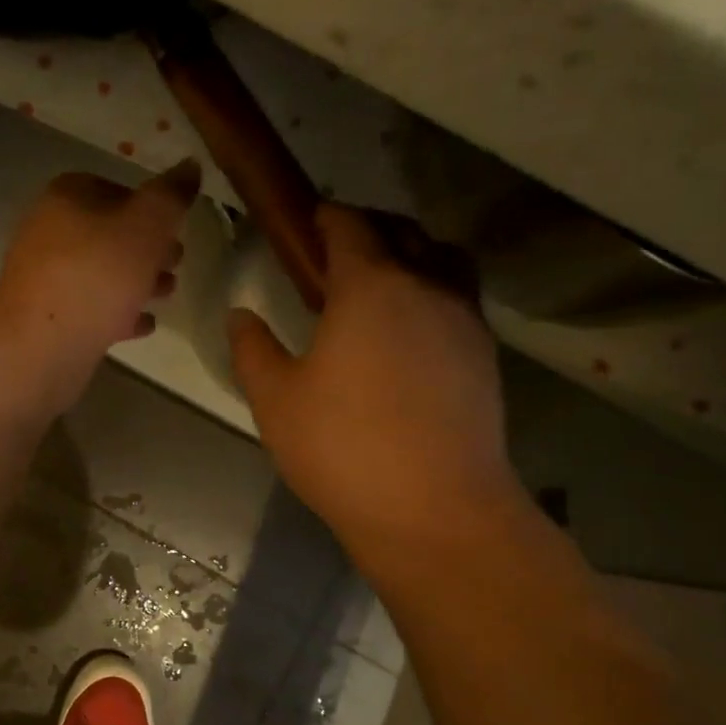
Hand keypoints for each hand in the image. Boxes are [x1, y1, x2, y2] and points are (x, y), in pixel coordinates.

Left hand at [0, 162, 196, 411]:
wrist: (40, 346)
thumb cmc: (97, 275)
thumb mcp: (146, 225)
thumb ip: (171, 196)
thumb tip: (190, 165)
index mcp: (66, 198)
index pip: (115, 189)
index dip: (150, 206)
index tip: (178, 227)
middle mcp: (49, 232)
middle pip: (108, 234)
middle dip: (147, 248)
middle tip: (177, 263)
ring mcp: (45, 279)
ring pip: (100, 273)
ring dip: (136, 282)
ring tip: (167, 294)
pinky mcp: (48, 319)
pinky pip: (90, 309)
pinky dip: (118, 314)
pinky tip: (144, 326)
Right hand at [229, 205, 521, 571]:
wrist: (434, 508)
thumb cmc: (341, 447)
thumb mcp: (275, 400)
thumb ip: (252, 349)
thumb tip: (241, 315)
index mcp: (370, 287)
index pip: (349, 226)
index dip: (325, 216)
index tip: (306, 221)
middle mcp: (426, 287)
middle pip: (403, 232)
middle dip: (368, 228)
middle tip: (335, 251)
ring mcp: (464, 320)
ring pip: (443, 260)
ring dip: (410, 255)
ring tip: (379, 284)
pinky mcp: (484, 355)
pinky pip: (458, 299)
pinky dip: (431, 293)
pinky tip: (406, 333)